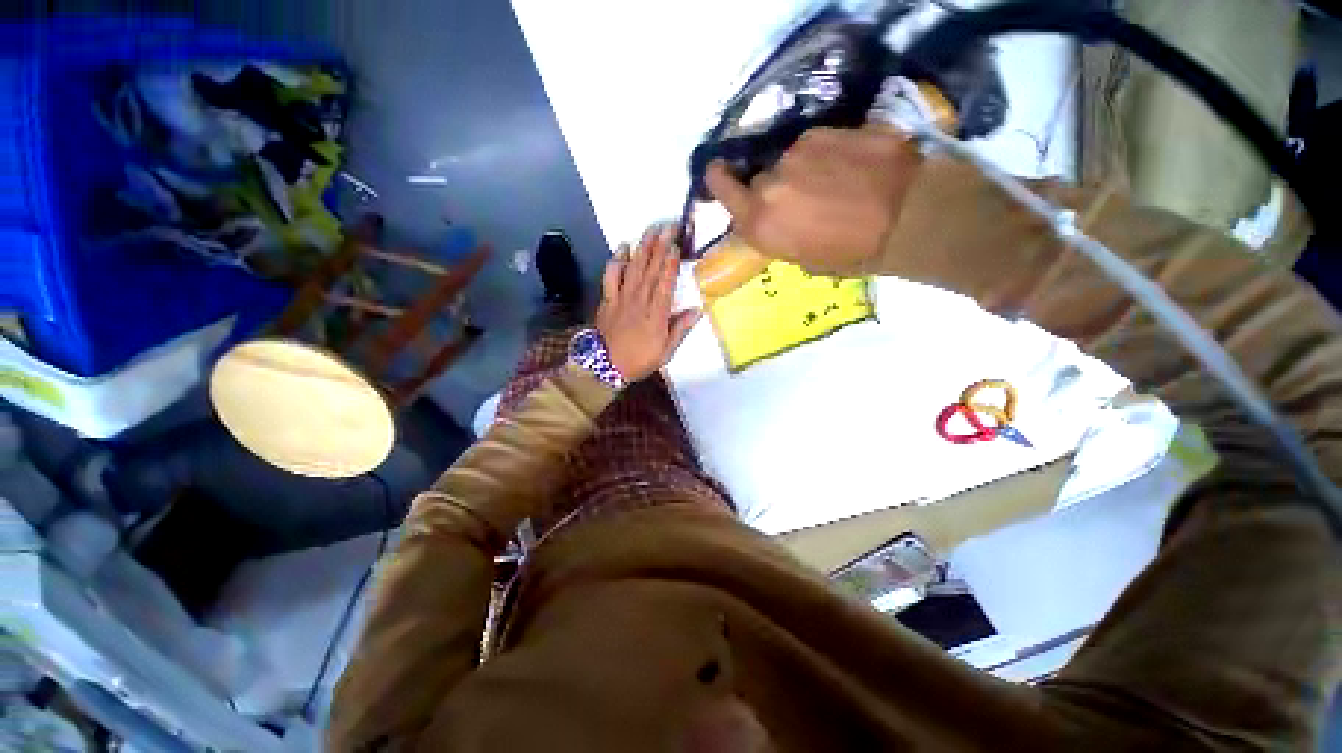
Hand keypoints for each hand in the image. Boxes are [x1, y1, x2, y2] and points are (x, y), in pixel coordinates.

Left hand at [596, 223, 702, 382]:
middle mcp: (640, 301)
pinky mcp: (608, 299)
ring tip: (650, 230)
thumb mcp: (666, 351)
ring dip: (642, 248)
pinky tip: (622, 247)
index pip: (665, 284)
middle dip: (660, 246)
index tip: (676, 245)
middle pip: (651, 270)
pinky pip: (611, 276)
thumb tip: (698, 310)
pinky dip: (616, 261)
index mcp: (656, 315)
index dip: (671, 263)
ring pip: (633, 268)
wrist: (606, 366)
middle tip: (668, 226)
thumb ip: (680, 329)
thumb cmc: (639, 360)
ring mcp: (622, 298)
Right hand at [705, 125, 921, 274]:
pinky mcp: (824, 131)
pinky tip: (848, 167)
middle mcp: (769, 185)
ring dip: (800, 171)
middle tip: (800, 199)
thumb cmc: (852, 253)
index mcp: (761, 223)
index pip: (722, 190)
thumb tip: (773, 218)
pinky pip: (812, 145)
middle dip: (772, 188)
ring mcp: (796, 154)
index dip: (719, 180)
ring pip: (787, 161)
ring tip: (832, 183)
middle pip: (758, 179)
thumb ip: (777, 234)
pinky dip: (823, 155)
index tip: (720, 173)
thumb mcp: (804, 260)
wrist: (906, 215)